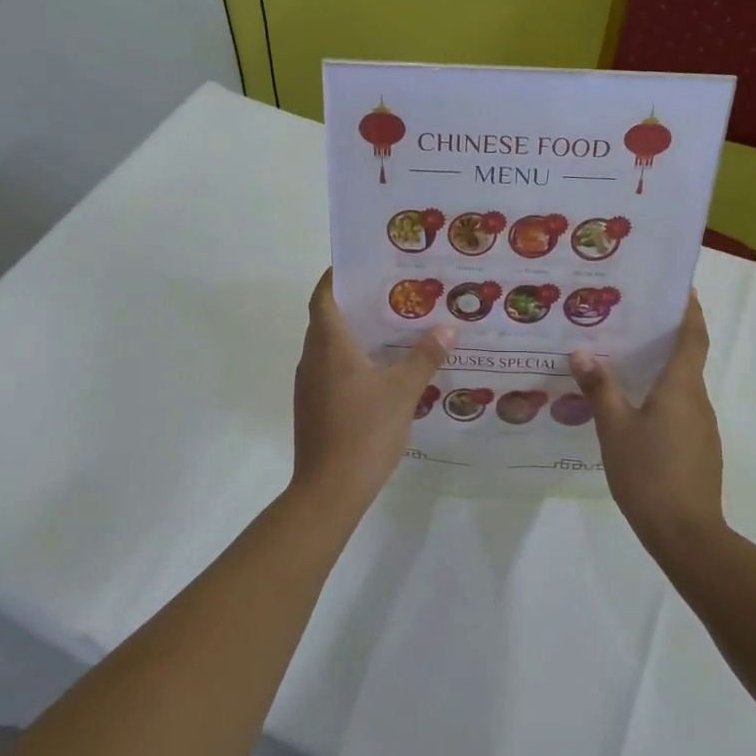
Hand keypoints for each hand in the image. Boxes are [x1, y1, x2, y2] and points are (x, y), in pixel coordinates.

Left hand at [292, 270, 453, 509]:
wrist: (329, 489)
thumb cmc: (364, 431)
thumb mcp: (403, 392)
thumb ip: (424, 358)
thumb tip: (447, 329)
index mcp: (329, 346)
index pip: (323, 296)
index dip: (337, 277)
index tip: (362, 265)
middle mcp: (312, 359)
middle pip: (326, 319)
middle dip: (354, 304)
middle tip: (391, 294)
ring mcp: (309, 385)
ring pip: (328, 347)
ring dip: (354, 335)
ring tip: (391, 329)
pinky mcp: (313, 407)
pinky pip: (330, 370)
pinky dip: (350, 361)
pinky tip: (380, 371)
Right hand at [569, 292, 724, 556]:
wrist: (685, 533)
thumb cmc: (649, 473)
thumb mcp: (615, 428)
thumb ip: (600, 389)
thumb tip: (582, 353)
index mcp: (681, 387)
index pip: (693, 337)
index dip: (690, 310)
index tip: (681, 287)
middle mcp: (697, 401)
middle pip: (686, 359)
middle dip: (664, 338)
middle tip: (630, 321)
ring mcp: (701, 428)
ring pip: (681, 387)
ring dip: (659, 371)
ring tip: (622, 362)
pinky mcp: (698, 450)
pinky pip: (679, 411)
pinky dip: (660, 398)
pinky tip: (632, 409)